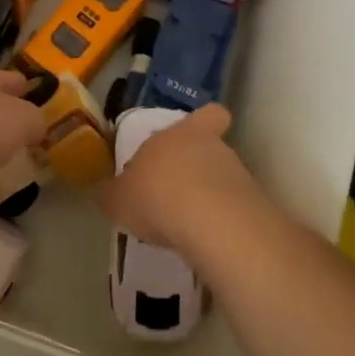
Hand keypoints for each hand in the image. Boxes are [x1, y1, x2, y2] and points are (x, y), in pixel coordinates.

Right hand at [98, 104, 263, 251]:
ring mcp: (237, 175)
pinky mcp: (252, 206)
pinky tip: (203, 240)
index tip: (196, 134)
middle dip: (199, 166)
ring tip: (188, 223)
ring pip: (225, 178)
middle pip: (212, 148)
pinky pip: (234, 208)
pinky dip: (220, 221)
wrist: (210, 224)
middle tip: (178, 190)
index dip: (205, 122)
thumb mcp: (119, 199)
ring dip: (210, 195)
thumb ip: (112, 193)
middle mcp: (212, 147)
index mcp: (178, 135)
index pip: (207, 115)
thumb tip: (102, 191)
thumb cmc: (156, 196)